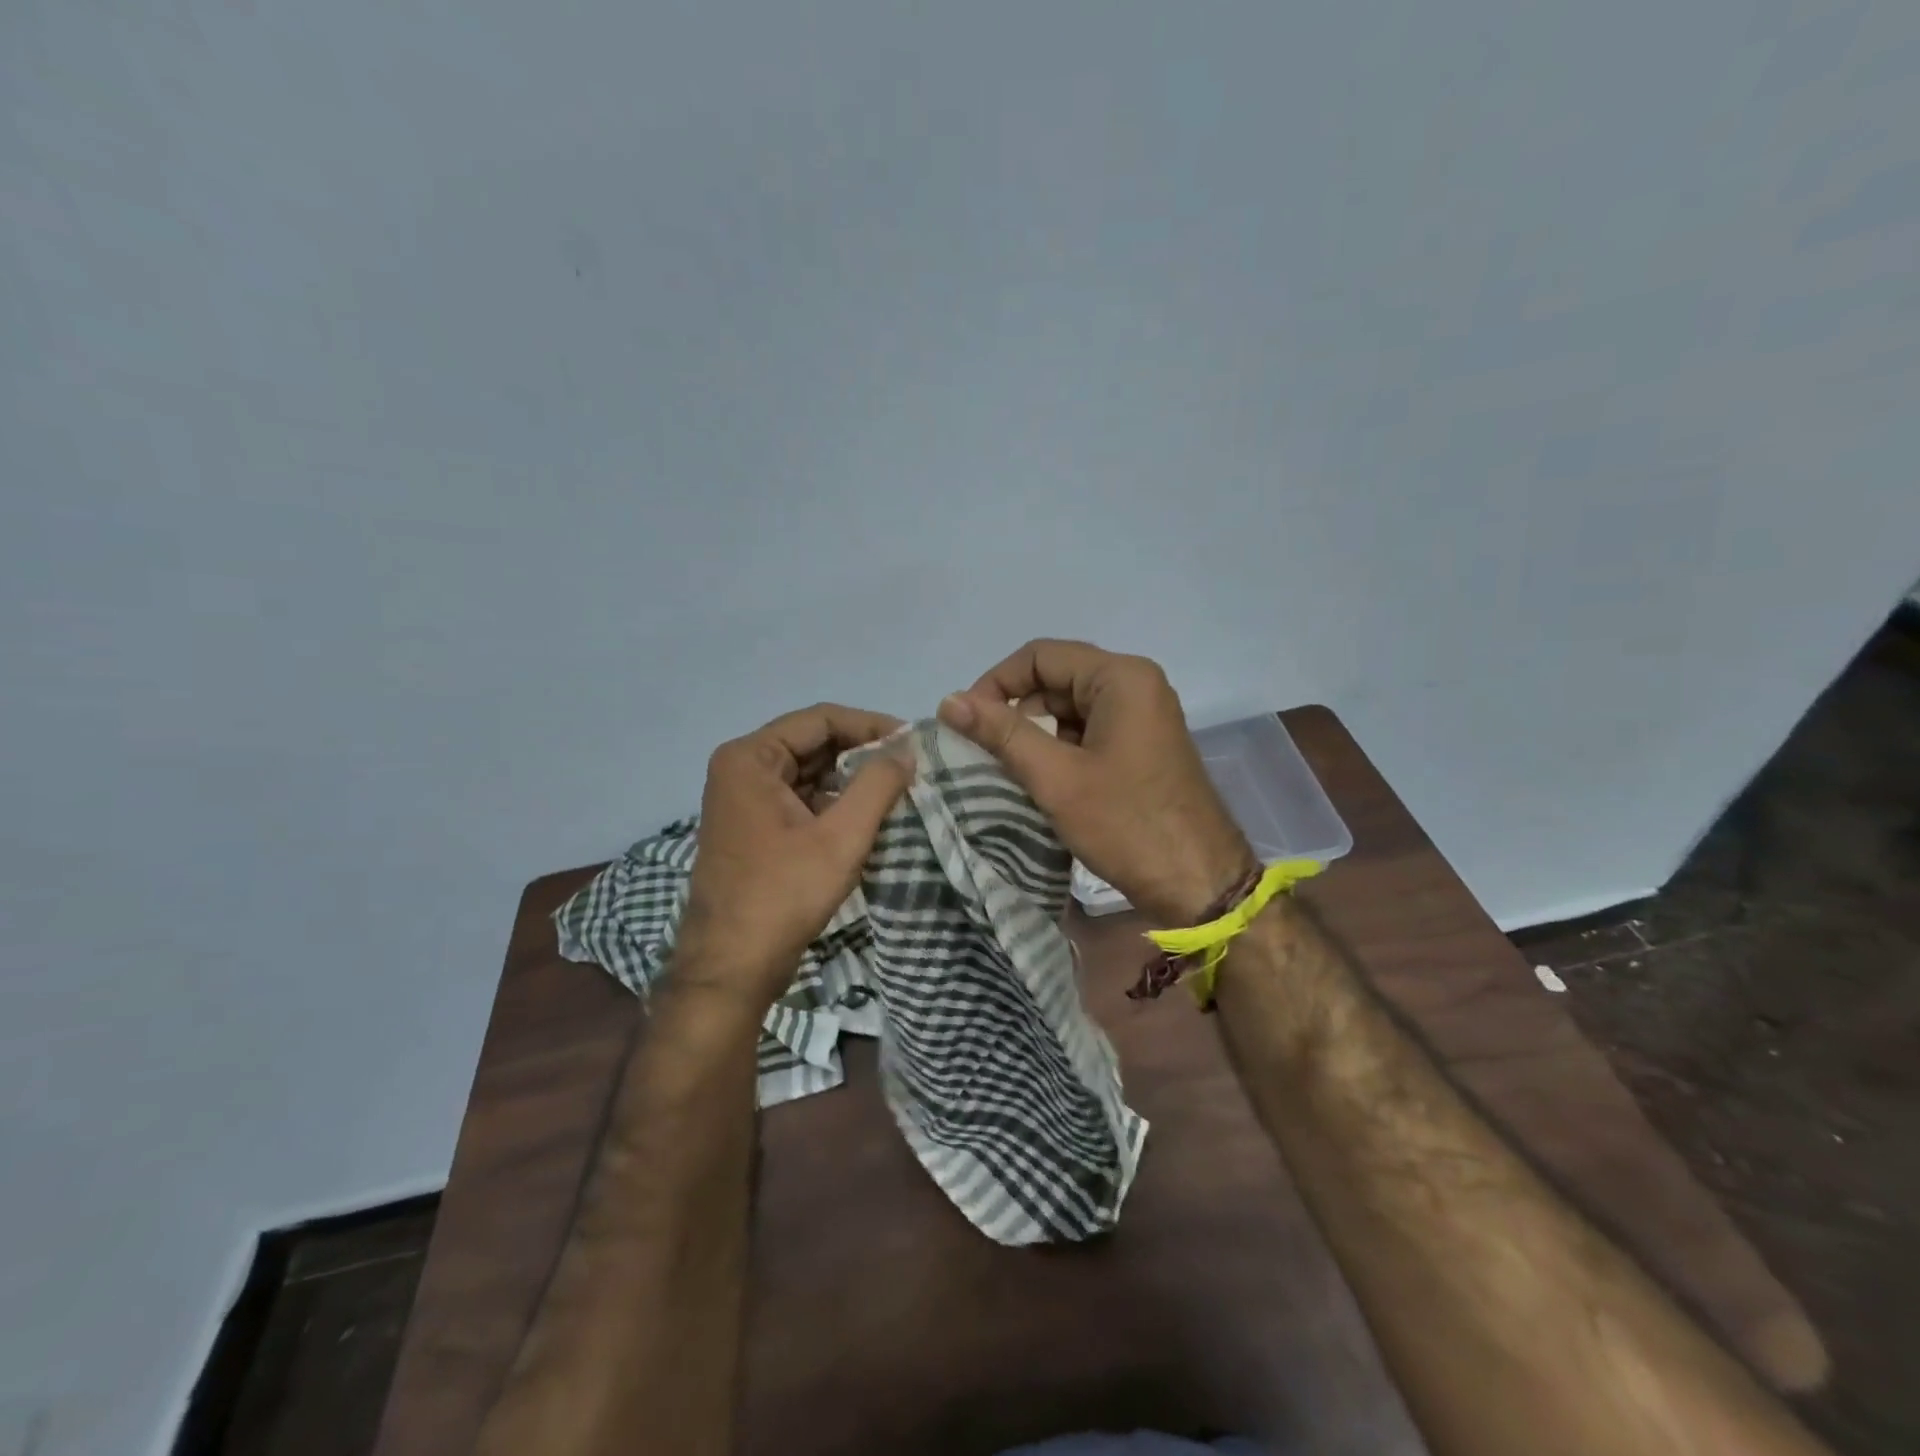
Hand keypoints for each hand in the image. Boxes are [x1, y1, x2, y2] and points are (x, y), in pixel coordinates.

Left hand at [675, 704, 914, 1012]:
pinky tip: (866, 817)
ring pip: (808, 773)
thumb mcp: (841, 837)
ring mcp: (743, 800)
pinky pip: (799, 799)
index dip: (870, 725)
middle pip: (812, 743)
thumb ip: (877, 785)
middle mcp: (740, 769)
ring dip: (849, 780)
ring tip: (896, 791)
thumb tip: (906, 749)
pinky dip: (833, 803)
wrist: (731, 968)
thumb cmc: (784, 895)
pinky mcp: (752, 828)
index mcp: (750, 758)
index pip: (820, 719)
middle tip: (909, 767)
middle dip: (861, 753)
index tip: (912, 742)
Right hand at [938, 640, 1253, 924]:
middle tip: (984, 753)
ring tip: (1009, 772)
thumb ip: (1001, 733)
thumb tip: (948, 700)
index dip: (996, 683)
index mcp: (1121, 677)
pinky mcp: (1143, 746)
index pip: (1040, 656)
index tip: (966, 722)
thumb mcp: (1056, 778)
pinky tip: (1042, 783)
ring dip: (1036, 735)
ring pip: (1070, 709)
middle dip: (1015, 712)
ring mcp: (1143, 717)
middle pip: (1056, 680)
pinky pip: (1089, 732)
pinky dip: (1060, 751)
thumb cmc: (1127, 825)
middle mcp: (1135, 685)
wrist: (1200, 883)